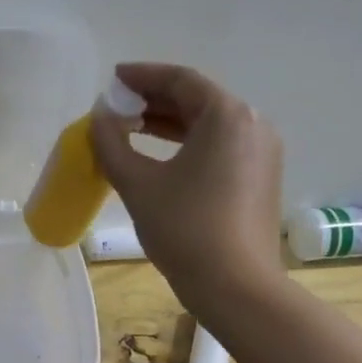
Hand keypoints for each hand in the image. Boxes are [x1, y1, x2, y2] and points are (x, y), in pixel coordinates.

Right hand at [90, 63, 285, 315]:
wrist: (236, 286)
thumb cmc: (185, 228)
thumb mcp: (138, 184)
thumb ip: (112, 144)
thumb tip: (99, 119)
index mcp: (227, 116)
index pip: (180, 80)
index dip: (142, 75)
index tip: (113, 78)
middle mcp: (252, 124)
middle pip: (197, 99)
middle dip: (154, 99)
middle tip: (117, 105)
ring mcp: (261, 153)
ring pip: (209, 124)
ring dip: (169, 122)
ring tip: (131, 128)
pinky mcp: (260, 178)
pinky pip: (220, 146)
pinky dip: (187, 143)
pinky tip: (160, 156)